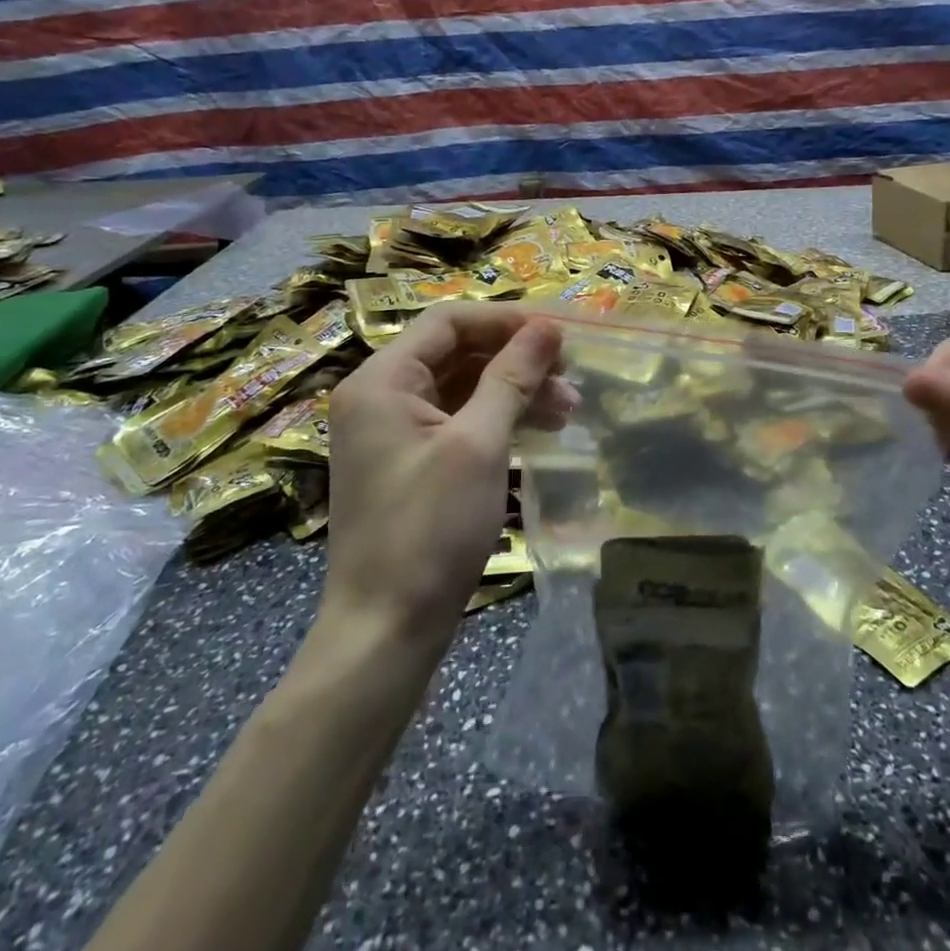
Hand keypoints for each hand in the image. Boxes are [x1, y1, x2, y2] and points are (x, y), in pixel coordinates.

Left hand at [322, 304, 566, 646]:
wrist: (387, 629)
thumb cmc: (430, 528)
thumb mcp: (478, 444)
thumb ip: (512, 377)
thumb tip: (547, 326)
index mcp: (381, 381)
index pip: (448, 322)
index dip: (505, 321)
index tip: (557, 335)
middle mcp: (380, 396)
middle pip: (456, 353)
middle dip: (516, 360)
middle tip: (569, 377)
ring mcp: (393, 432)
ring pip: (463, 388)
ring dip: (514, 391)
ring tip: (567, 408)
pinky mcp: (411, 462)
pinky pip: (458, 421)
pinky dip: (498, 419)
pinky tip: (539, 430)